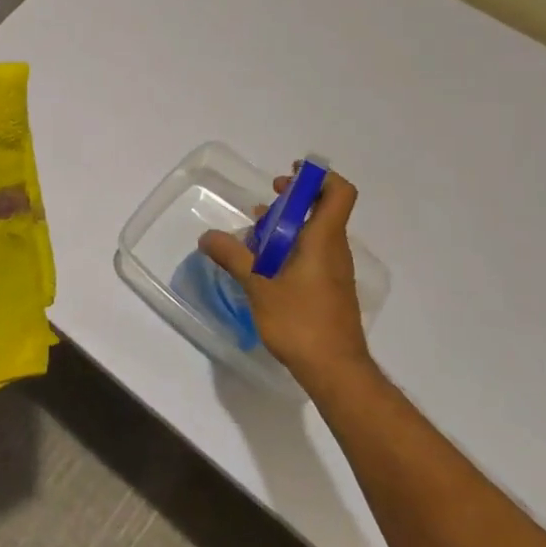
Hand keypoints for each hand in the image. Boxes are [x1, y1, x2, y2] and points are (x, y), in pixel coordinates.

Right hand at [198, 168, 371, 394]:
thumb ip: (233, 257)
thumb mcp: (258, 286)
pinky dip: (290, 248)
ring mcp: (334, 271)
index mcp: (323, 240)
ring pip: (314, 233)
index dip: (318, 177)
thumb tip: (207, 236)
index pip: (338, 192)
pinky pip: (312, 254)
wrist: (335, 370)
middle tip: (266, 201)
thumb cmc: (300, 322)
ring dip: (288, 226)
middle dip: (294, 200)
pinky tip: (265, 266)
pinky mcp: (329, 289)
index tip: (290, 176)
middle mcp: (334, 249)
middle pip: (323, 209)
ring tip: (255, 235)